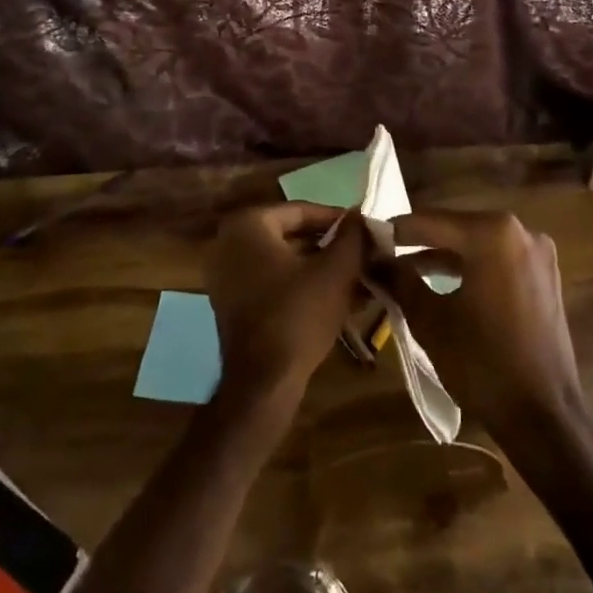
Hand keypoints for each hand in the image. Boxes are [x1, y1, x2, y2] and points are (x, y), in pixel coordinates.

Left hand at [206, 202, 366, 414]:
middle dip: (330, 246)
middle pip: (292, 235)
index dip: (339, 221)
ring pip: (285, 260)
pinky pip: (272, 281)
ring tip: (357, 277)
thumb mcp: (337, 270)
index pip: (302, 211)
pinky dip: (301, 285)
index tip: (366, 231)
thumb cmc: (298, 314)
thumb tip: (360, 215)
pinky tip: (335, 297)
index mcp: (248, 224)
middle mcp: (229, 242)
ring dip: (320, 267)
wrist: (263, 382)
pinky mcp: (232, 302)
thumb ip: (352, 236)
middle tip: (363, 254)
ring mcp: (226, 274)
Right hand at [366, 211, 586, 451]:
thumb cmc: (482, 364)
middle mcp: (519, 231)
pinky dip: (469, 268)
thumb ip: (400, 280)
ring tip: (405, 273)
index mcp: (492, 233)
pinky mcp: (544, 276)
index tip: (366, 239)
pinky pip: (497, 260)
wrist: (544, 417)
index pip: (430, 221)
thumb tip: (373, 260)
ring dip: (443, 257)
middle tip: (382, 255)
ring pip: (476, 245)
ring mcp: (537, 253)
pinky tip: (442, 285)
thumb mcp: (430, 320)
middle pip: (455, 229)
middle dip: (419, 243)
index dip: (394, 230)